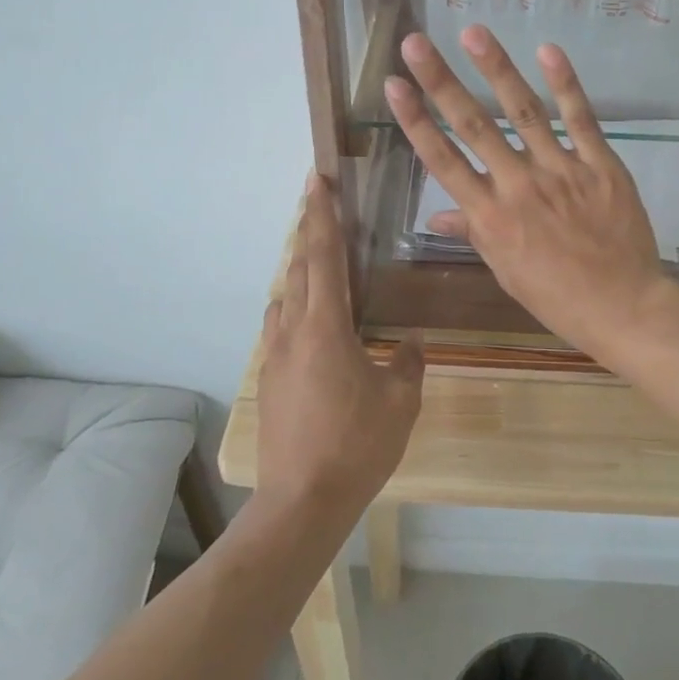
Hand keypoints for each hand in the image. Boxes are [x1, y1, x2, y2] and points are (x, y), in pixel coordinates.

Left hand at [254, 177, 423, 529]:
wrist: (303, 500)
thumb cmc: (357, 444)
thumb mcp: (400, 401)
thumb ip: (408, 362)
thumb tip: (409, 343)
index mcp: (325, 326)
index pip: (324, 256)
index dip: (323, 215)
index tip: (317, 179)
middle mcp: (293, 331)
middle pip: (298, 267)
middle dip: (309, 231)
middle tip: (319, 204)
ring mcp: (274, 356)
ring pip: (284, 296)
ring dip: (299, 270)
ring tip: (319, 262)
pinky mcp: (268, 379)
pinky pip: (280, 326)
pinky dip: (294, 306)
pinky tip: (310, 322)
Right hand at [383, 26, 675, 356]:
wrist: (622, 307)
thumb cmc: (556, 296)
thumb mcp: (505, 270)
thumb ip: (474, 233)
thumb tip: (437, 215)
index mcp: (490, 217)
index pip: (443, 161)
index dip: (415, 121)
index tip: (394, 86)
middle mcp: (518, 186)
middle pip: (473, 126)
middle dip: (441, 82)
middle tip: (416, 43)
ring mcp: (561, 171)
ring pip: (523, 112)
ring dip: (496, 69)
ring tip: (473, 33)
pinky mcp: (600, 164)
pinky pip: (580, 119)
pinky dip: (565, 84)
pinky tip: (548, 50)